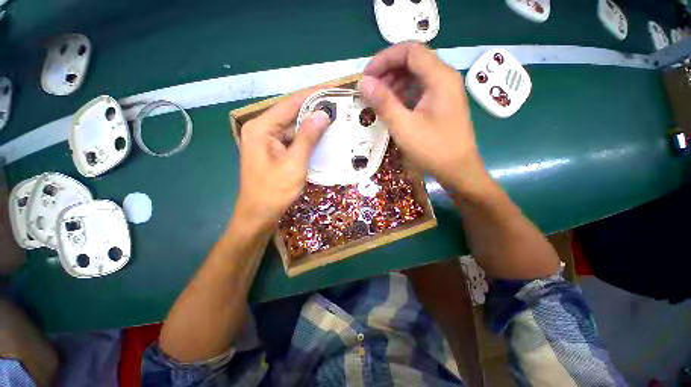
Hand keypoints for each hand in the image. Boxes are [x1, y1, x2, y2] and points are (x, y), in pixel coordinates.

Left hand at [234, 89, 329, 231]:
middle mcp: (262, 129)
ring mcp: (267, 141)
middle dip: (315, 109)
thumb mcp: (294, 164)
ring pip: (293, 127)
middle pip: (291, 113)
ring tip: (335, 118)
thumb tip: (323, 113)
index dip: (313, 94)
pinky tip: (322, 136)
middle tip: (338, 104)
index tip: (333, 87)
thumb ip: (308, 137)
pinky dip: (306, 138)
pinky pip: (292, 139)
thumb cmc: (274, 191)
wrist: (259, 214)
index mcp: (262, 127)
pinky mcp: (273, 151)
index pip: (291, 103)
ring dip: (312, 124)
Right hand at [358, 42, 491, 196]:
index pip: (409, 51)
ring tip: (378, 99)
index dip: (384, 59)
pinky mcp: (441, 105)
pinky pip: (420, 90)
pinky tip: (393, 106)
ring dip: (394, 82)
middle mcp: (445, 79)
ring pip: (416, 76)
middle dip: (388, 70)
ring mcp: (445, 92)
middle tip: (370, 89)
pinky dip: (403, 94)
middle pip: (413, 61)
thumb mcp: (404, 126)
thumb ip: (383, 102)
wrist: (458, 170)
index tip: (366, 76)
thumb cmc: (433, 149)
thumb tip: (363, 83)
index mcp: (440, 78)